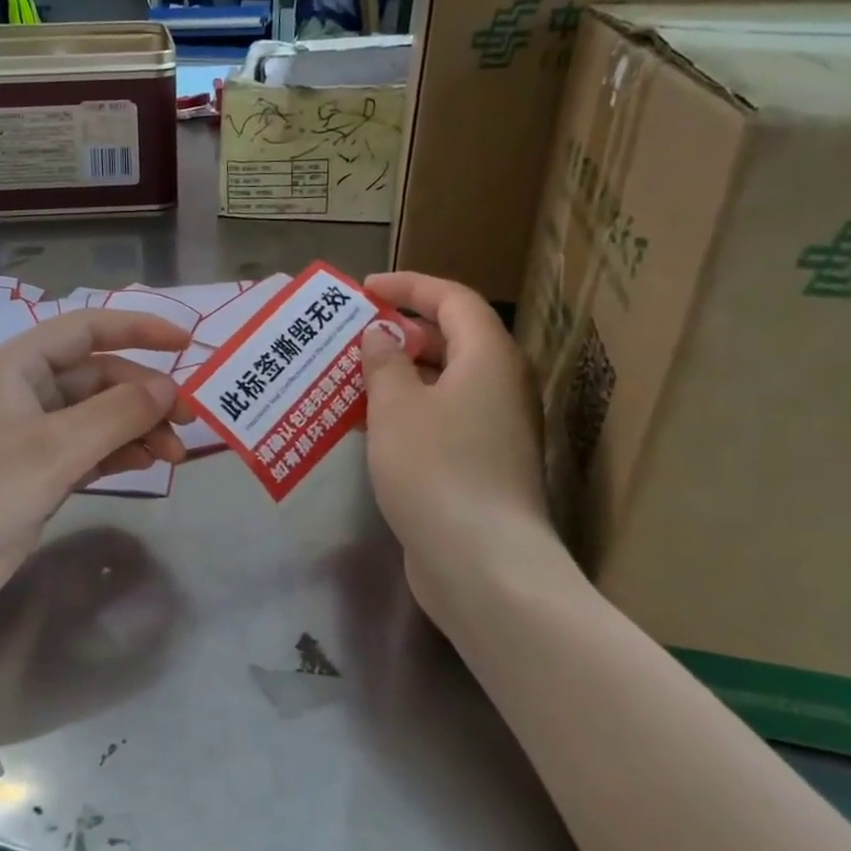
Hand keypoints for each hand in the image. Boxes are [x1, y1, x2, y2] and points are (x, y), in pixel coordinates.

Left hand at [0, 310, 193, 624]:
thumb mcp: (55, 448)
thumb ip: (117, 414)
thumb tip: (169, 388)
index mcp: (16, 366)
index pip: (86, 329)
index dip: (138, 329)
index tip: (187, 342)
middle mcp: (24, 391)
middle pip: (98, 376)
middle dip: (144, 394)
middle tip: (189, 421)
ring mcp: (31, 434)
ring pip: (98, 415)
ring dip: (137, 426)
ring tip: (174, 452)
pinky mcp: (37, 472)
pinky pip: (89, 448)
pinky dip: (119, 451)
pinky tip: (148, 462)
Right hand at [359, 272, 551, 606]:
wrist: (482, 563)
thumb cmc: (436, 468)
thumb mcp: (396, 406)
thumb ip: (384, 363)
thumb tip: (381, 337)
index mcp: (489, 357)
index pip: (453, 299)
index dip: (409, 287)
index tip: (365, 289)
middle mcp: (501, 386)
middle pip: (451, 340)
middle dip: (399, 332)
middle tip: (351, 336)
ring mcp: (495, 429)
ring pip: (443, 383)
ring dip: (398, 376)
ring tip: (349, 377)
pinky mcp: (482, 465)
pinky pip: (441, 419)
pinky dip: (406, 412)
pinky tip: (367, 426)